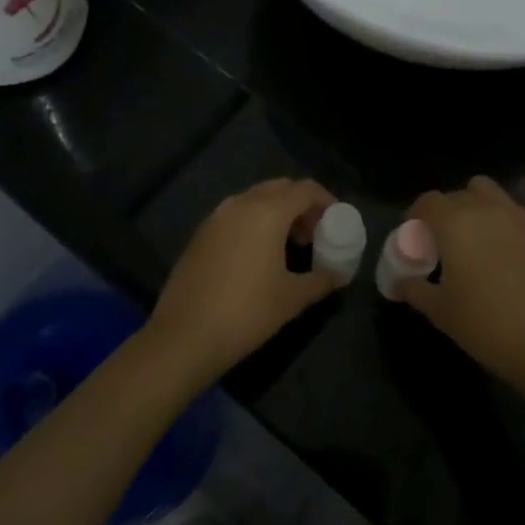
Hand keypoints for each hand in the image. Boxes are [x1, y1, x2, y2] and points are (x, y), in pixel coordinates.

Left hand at [142, 178, 341, 384]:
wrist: (184, 336)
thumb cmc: (247, 312)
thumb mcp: (292, 298)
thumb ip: (321, 280)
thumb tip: (339, 274)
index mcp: (267, 211)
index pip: (305, 189)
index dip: (326, 201)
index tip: (337, 222)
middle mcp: (240, 204)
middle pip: (280, 188)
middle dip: (301, 205)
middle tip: (314, 234)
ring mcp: (216, 217)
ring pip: (255, 200)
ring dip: (277, 213)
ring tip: (288, 246)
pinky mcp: (200, 234)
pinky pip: (235, 215)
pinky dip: (254, 223)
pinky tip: (258, 256)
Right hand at [399, 174, 524, 393]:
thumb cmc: (486, 326)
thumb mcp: (439, 312)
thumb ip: (414, 290)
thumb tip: (399, 282)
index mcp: (453, 223)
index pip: (426, 202)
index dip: (415, 218)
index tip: (414, 242)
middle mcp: (484, 208)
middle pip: (454, 195)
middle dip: (443, 214)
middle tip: (441, 246)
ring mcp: (518, 213)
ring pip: (487, 187)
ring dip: (475, 201)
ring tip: (475, 229)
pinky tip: (523, 202)